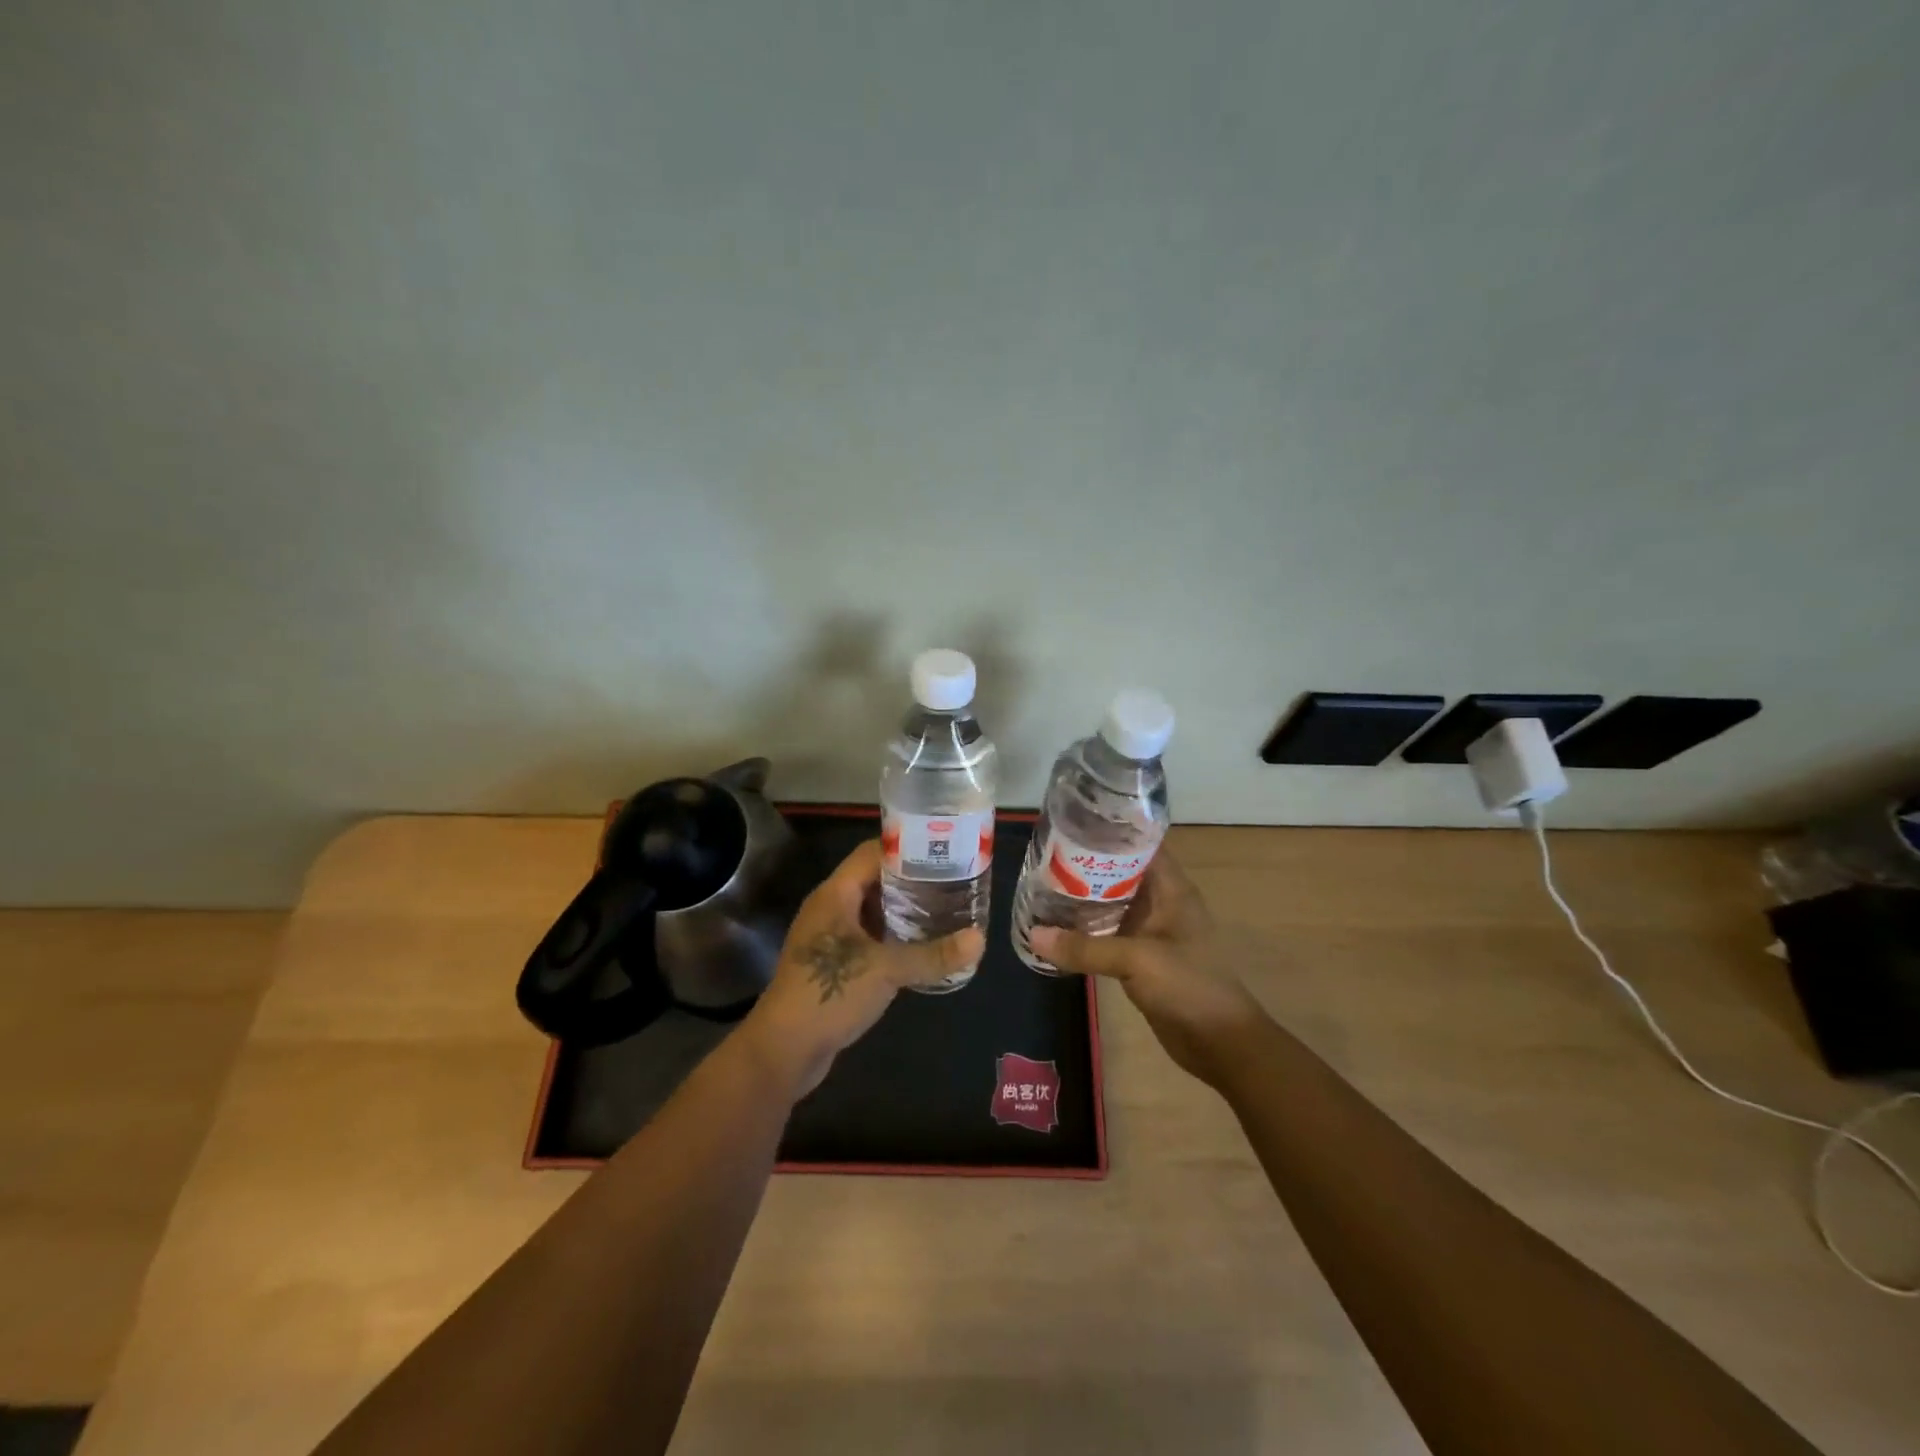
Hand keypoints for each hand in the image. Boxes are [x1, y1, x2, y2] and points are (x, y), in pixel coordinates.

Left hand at [739, 840, 984, 1098]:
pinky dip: (892, 937)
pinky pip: (868, 938)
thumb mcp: (887, 970)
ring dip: (903, 911)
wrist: (783, 1050)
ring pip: (871, 911)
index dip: (906, 848)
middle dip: (911, 881)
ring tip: (945, 910)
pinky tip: (920, 947)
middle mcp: (829, 908)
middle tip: (953, 882)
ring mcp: (829, 937)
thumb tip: (980, 939)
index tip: (942, 851)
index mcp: (835, 894)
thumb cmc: (829, 993)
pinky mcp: (832, 964)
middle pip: (874, 880)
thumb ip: (934, 955)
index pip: (872, 853)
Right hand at [1029, 852, 1265, 1086]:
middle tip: (1046, 857)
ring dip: (1084, 897)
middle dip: (1088, 865)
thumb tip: (1034, 935)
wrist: (1221, 1043)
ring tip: (1043, 885)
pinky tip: (1057, 927)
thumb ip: (1085, 948)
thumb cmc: (1189, 986)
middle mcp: (1161, 903)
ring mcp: (1151, 931)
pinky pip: (1109, 934)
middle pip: (1121, 873)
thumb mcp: (1137, 960)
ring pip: (1112, 903)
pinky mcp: (1141, 958)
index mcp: (1171, 889)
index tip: (1072, 826)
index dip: (1111, 833)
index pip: (1141, 845)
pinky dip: (1086, 928)